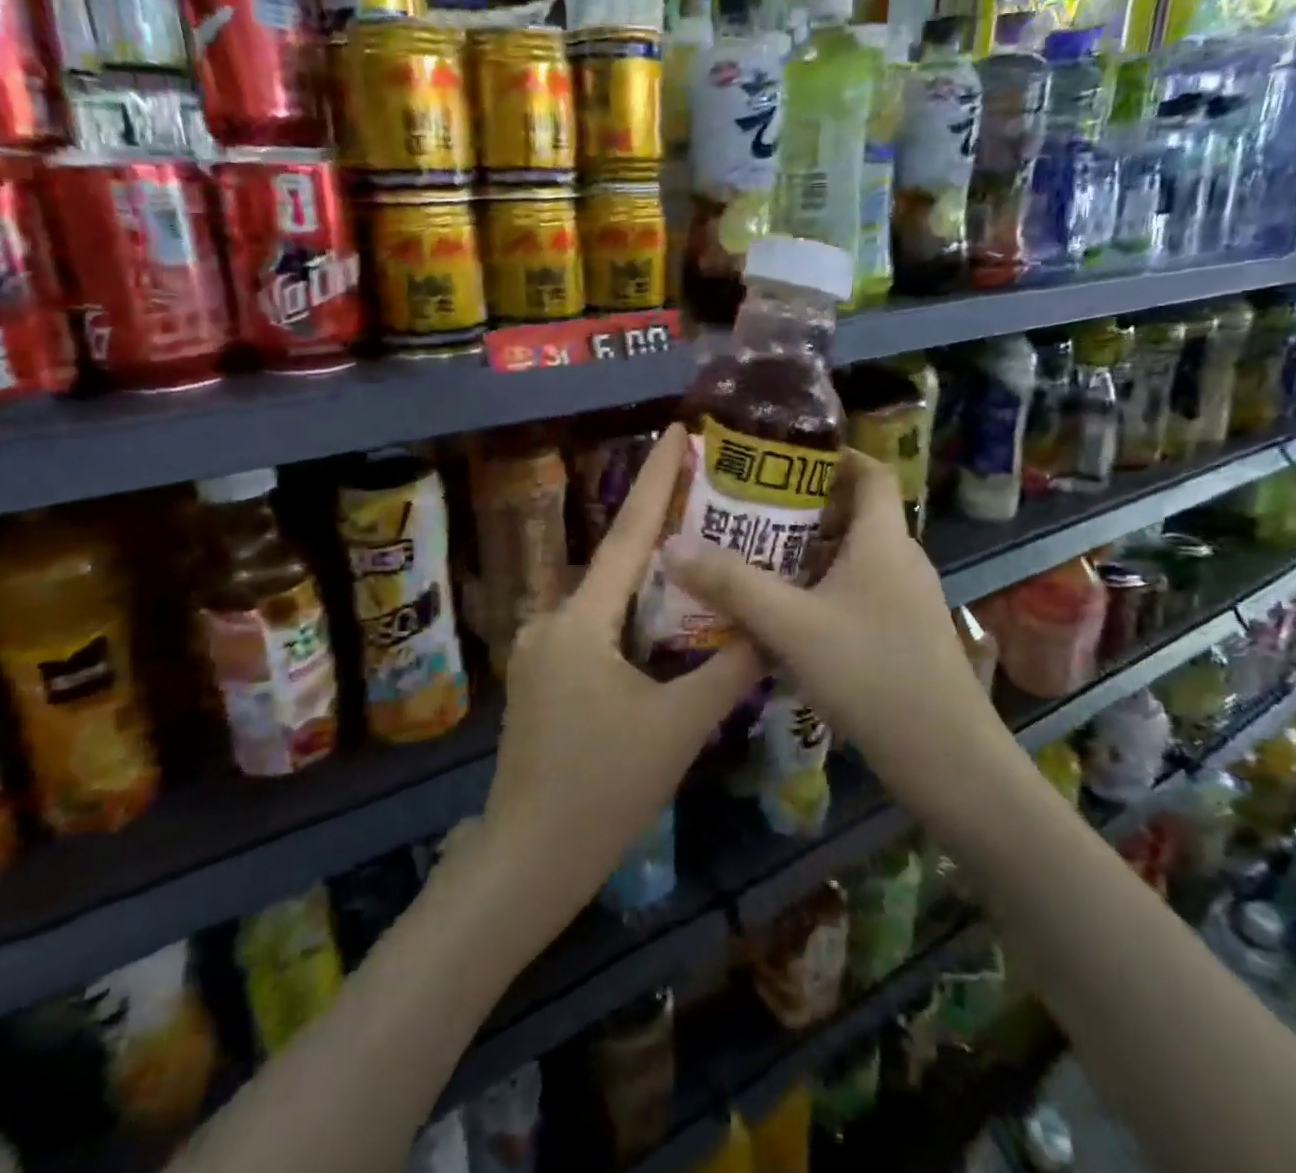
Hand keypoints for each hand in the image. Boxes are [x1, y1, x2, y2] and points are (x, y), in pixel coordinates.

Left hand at [480, 424, 761, 925]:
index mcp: (581, 621)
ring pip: (606, 600)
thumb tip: (768, 627)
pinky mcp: (544, 678)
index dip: (654, 481)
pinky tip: (666, 624)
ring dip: (648, 580)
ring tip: (700, 556)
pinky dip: (632, 617)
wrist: (527, 860)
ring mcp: (542, 650)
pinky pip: (595, 629)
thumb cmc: (602, 790)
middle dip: (659, 529)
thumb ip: (727, 670)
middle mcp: (553, 621)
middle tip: (710, 499)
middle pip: (617, 563)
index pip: (627, 536)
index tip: (674, 433)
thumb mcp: (678, 728)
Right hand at [663, 449, 997, 768]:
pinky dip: (821, 591)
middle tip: (750, 513)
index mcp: (884, 539)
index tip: (784, 458)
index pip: (871, 471)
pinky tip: (785, 618)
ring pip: (853, 559)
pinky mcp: (903, 636)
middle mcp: (901, 560)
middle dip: (803, 509)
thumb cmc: (870, 671)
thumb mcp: (790, 624)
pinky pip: (857, 594)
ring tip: (756, 561)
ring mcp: (906, 600)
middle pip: (855, 514)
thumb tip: (673, 546)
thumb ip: (732, 583)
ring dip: (808, 555)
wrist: (945, 757)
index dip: (834, 455)